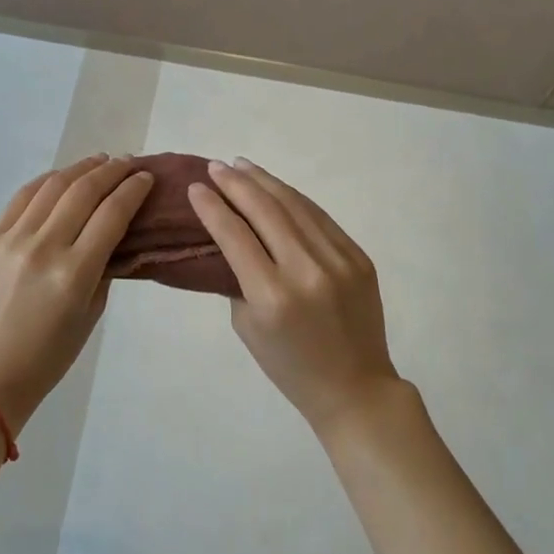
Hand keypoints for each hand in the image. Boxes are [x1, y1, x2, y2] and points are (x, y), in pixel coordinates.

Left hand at [0, 154, 153, 428]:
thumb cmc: (51, 353)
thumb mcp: (92, 312)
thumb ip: (104, 265)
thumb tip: (114, 229)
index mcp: (74, 273)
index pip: (112, 214)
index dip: (133, 189)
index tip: (146, 177)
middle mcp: (45, 248)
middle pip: (84, 191)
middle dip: (112, 171)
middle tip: (128, 163)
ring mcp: (14, 240)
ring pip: (53, 186)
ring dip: (81, 168)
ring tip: (100, 161)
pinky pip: (23, 197)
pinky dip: (47, 180)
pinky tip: (63, 175)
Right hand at [189, 158, 401, 433]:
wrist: (356, 388)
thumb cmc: (290, 366)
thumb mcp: (247, 327)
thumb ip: (237, 278)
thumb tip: (230, 236)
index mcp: (272, 296)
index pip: (235, 236)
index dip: (212, 207)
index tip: (195, 187)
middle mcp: (306, 271)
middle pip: (265, 211)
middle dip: (236, 183)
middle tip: (216, 166)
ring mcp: (338, 260)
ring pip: (295, 205)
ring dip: (265, 181)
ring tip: (241, 165)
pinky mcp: (358, 256)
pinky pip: (320, 217)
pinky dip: (294, 198)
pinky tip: (276, 187)